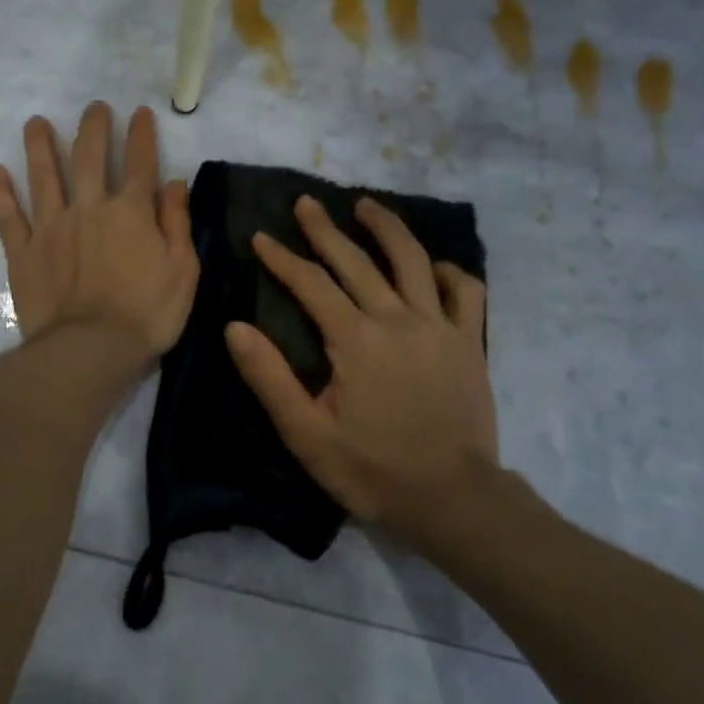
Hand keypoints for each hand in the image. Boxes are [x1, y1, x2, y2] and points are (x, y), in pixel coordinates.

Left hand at [0, 102, 198, 360]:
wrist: (92, 349)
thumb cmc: (147, 314)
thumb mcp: (183, 270)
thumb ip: (177, 223)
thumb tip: (174, 182)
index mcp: (131, 212)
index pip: (139, 163)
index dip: (141, 135)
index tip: (139, 113)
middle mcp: (90, 208)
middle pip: (89, 157)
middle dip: (93, 128)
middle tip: (94, 107)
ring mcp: (52, 227)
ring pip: (44, 176)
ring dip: (40, 146)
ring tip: (36, 122)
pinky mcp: (23, 252)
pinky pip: (8, 217)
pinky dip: (0, 193)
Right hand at [225, 195, 496, 545]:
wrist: (453, 499)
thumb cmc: (372, 470)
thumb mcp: (306, 434)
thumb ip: (269, 377)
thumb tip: (235, 327)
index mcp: (354, 339)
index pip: (310, 284)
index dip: (282, 258)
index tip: (260, 237)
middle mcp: (397, 320)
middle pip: (356, 262)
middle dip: (325, 229)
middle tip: (305, 203)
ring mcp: (439, 327)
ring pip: (412, 261)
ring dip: (387, 228)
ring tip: (367, 206)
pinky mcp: (469, 343)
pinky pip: (465, 292)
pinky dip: (448, 272)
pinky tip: (432, 267)